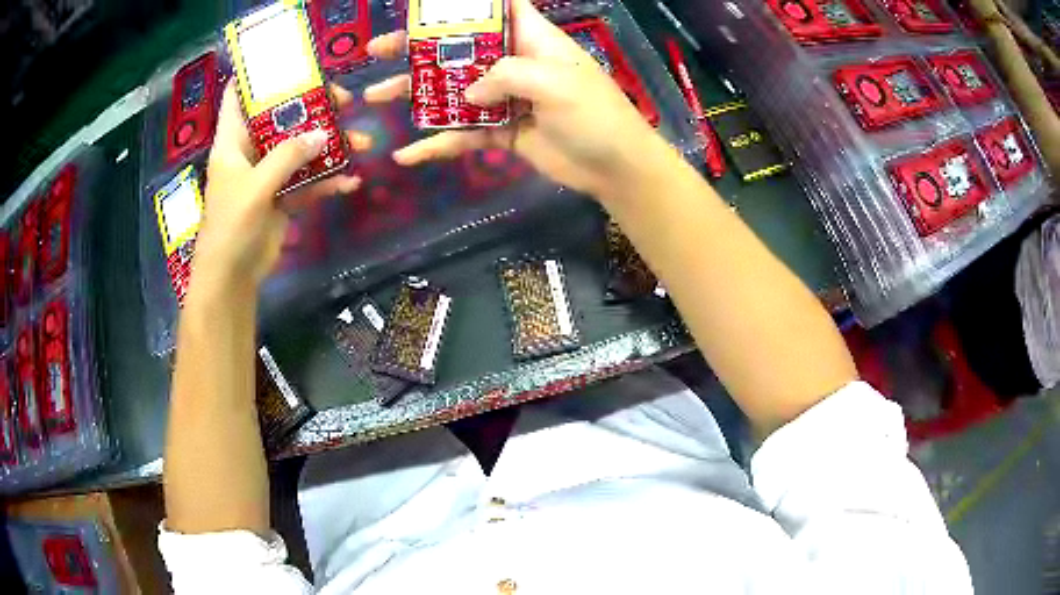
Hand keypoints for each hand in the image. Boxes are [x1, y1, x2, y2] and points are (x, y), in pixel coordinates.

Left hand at [193, 83, 370, 288]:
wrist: (233, 277)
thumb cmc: (231, 227)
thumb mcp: (256, 186)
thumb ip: (287, 157)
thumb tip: (324, 134)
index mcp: (233, 142)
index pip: (240, 97)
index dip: (260, 76)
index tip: (292, 62)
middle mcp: (250, 151)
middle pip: (281, 117)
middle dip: (313, 107)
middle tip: (344, 101)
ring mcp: (268, 174)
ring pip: (301, 148)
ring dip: (330, 146)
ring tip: (362, 143)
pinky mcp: (282, 197)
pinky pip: (309, 181)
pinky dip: (328, 181)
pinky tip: (350, 182)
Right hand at [363, 0, 659, 196]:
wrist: (614, 168)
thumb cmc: (594, 114)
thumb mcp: (554, 82)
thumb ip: (505, 75)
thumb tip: (467, 93)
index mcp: (530, 39)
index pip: (497, 9)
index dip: (464, 7)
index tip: (423, 7)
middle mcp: (513, 63)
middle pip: (459, 49)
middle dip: (417, 48)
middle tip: (378, 49)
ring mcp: (504, 98)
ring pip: (452, 91)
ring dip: (414, 93)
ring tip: (375, 96)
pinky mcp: (501, 131)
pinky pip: (462, 134)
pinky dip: (436, 144)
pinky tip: (407, 155)